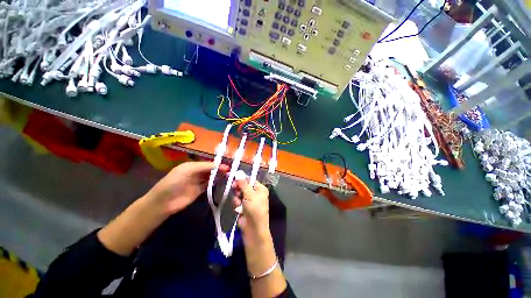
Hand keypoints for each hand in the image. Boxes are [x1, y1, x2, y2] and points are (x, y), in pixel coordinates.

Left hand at [145, 161, 228, 214]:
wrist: (163, 202)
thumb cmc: (173, 182)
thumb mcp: (187, 170)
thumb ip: (203, 167)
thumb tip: (218, 165)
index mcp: (192, 166)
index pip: (208, 163)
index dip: (217, 164)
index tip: (227, 167)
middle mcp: (196, 172)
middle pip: (211, 170)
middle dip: (219, 170)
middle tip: (230, 172)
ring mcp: (198, 182)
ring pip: (211, 177)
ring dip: (219, 176)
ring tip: (229, 177)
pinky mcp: (200, 191)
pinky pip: (209, 185)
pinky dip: (216, 183)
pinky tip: (222, 183)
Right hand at [233, 178, 287, 296]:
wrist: (253, 229)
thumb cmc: (254, 208)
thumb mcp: (249, 194)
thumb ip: (243, 183)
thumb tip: (239, 173)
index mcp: (261, 188)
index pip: (250, 180)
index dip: (242, 179)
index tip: (233, 178)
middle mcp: (256, 193)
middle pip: (244, 186)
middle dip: (238, 188)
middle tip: (234, 189)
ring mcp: (250, 201)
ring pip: (240, 193)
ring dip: (237, 197)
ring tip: (238, 202)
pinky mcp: (244, 207)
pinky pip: (238, 201)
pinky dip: (236, 203)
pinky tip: (237, 208)